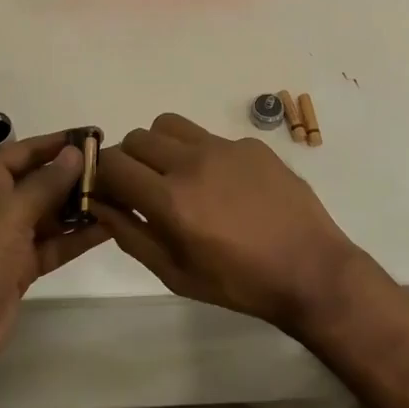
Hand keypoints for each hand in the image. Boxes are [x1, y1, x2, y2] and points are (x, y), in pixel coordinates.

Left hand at [0, 132, 105, 377]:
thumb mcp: (12, 210)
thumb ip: (48, 182)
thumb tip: (75, 153)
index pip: (25, 151)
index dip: (59, 142)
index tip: (94, 135)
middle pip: (41, 181)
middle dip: (75, 175)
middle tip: (116, 168)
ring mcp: (9, 237)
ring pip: (51, 214)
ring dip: (81, 206)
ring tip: (120, 194)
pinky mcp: (22, 266)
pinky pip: (55, 244)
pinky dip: (78, 236)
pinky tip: (110, 227)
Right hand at [93, 112, 361, 332]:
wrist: (310, 269)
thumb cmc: (238, 282)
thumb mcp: (174, 273)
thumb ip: (130, 234)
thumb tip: (99, 203)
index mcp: (170, 199)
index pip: (112, 163)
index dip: (100, 174)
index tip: (108, 191)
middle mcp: (193, 162)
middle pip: (136, 138)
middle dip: (129, 160)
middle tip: (142, 187)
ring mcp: (225, 147)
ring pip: (169, 125)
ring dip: (160, 146)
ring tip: (177, 175)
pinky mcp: (251, 143)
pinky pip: (209, 136)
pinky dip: (201, 154)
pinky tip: (224, 185)